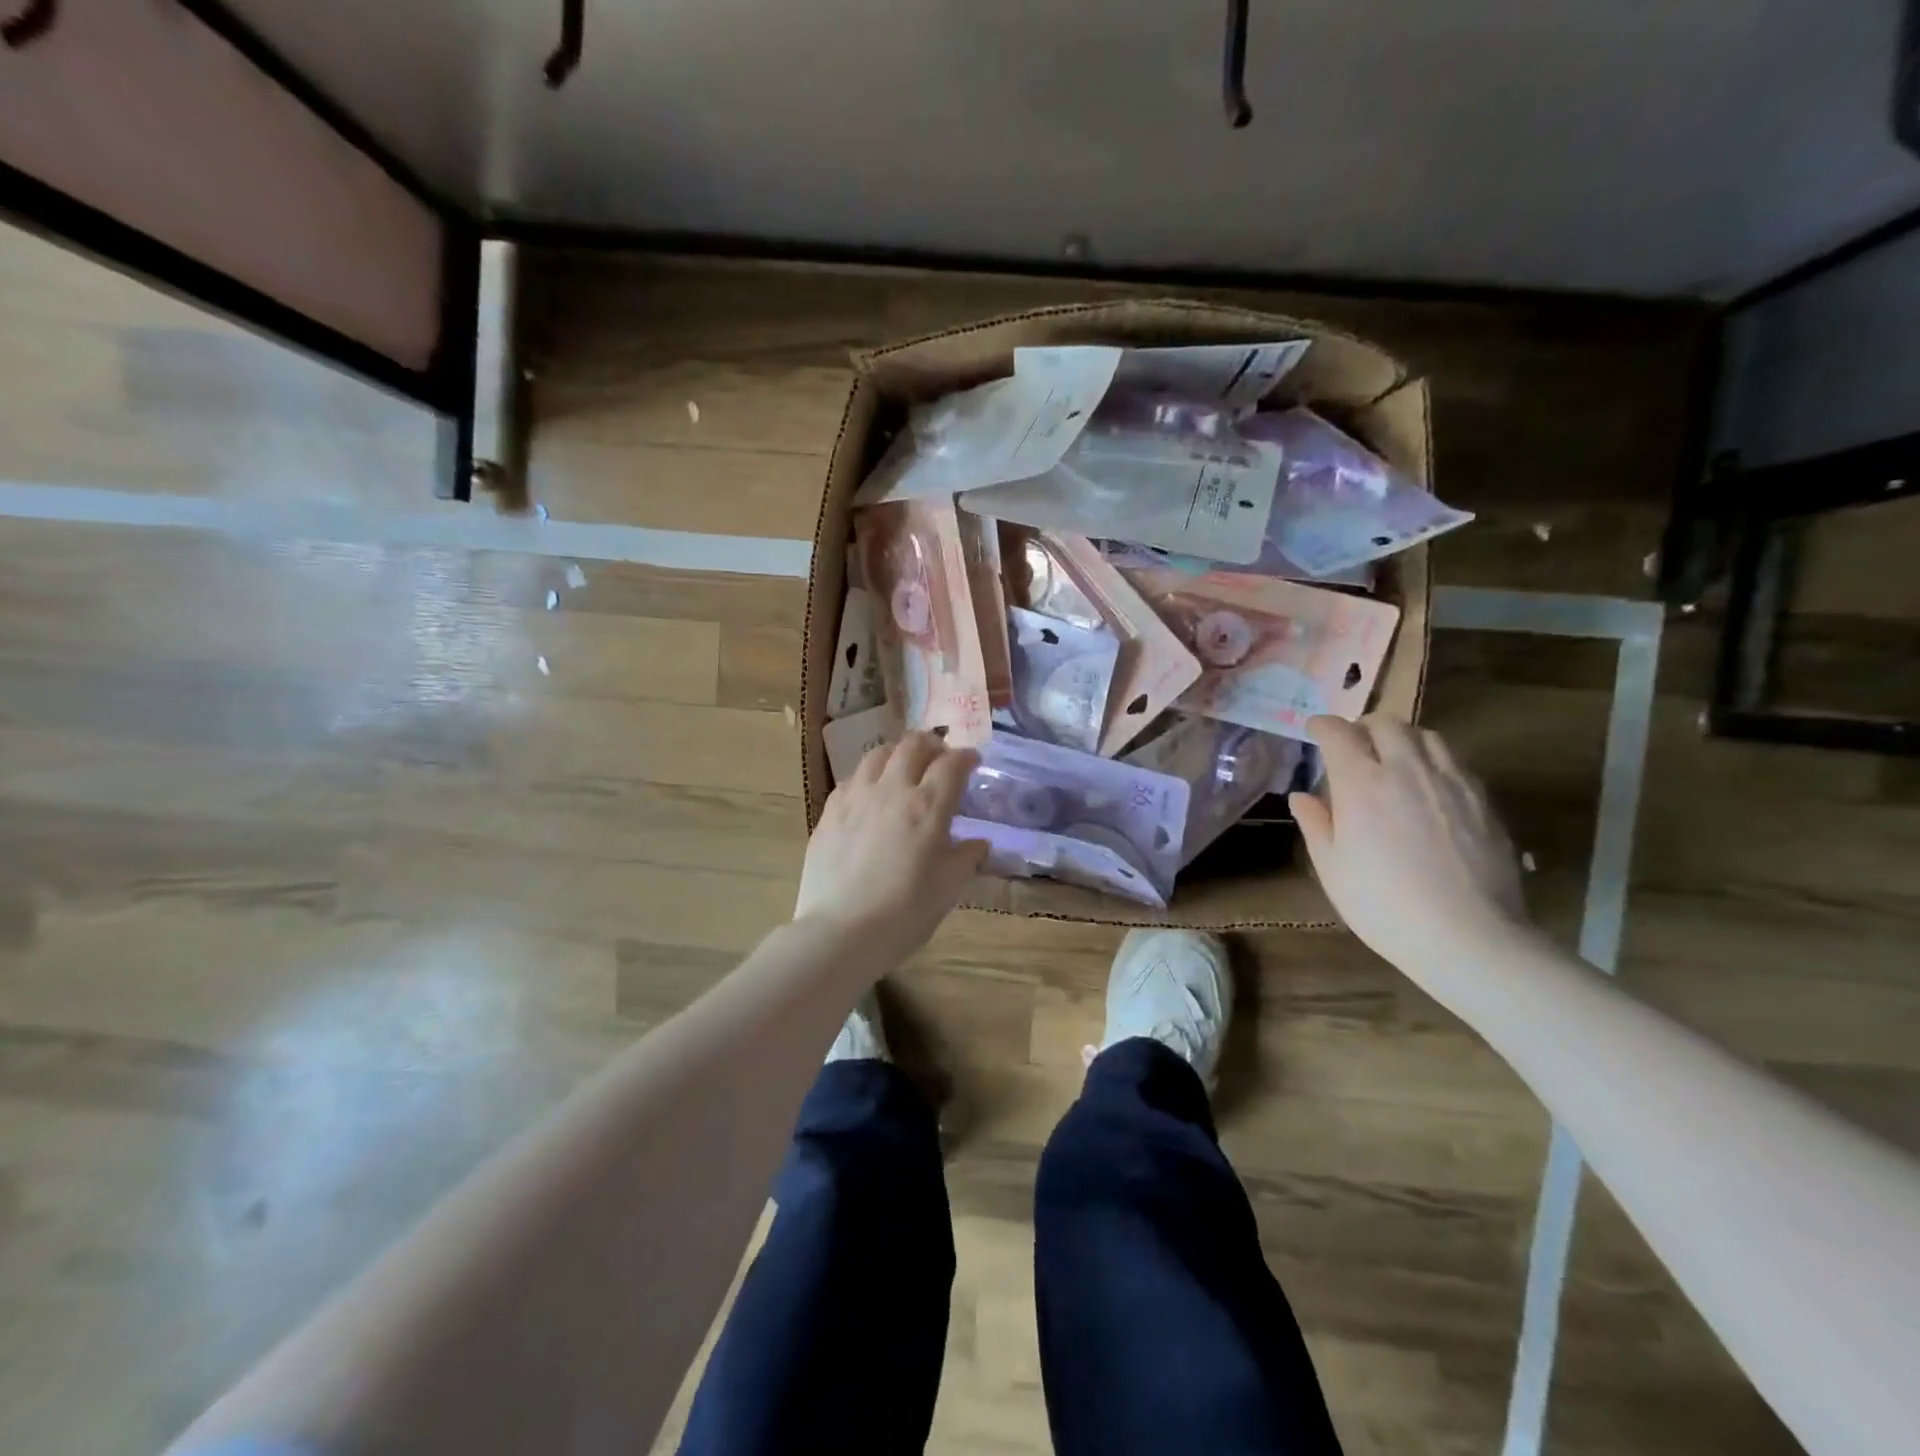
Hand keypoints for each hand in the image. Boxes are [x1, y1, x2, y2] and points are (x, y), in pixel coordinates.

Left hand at [794, 731, 989, 966]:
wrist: (839, 932)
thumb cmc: (903, 914)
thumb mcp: (947, 889)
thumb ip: (965, 858)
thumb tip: (978, 843)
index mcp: (928, 807)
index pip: (952, 764)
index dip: (966, 757)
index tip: (972, 762)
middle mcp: (892, 790)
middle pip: (913, 745)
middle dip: (932, 744)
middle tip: (940, 757)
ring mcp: (856, 796)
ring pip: (879, 753)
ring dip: (898, 753)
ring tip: (904, 767)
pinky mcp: (830, 810)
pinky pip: (852, 778)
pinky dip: (869, 776)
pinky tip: (871, 793)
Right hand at [1289, 714, 1528, 973]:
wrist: (1468, 936)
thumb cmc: (1383, 904)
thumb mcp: (1332, 868)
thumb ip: (1315, 824)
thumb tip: (1302, 796)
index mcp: (1361, 783)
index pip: (1338, 733)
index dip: (1323, 725)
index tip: (1314, 730)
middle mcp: (1407, 770)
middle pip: (1387, 723)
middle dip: (1364, 726)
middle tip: (1354, 743)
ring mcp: (1451, 782)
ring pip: (1427, 736)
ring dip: (1404, 738)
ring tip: (1395, 758)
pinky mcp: (1484, 801)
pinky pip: (1456, 762)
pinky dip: (1435, 760)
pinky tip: (1430, 786)